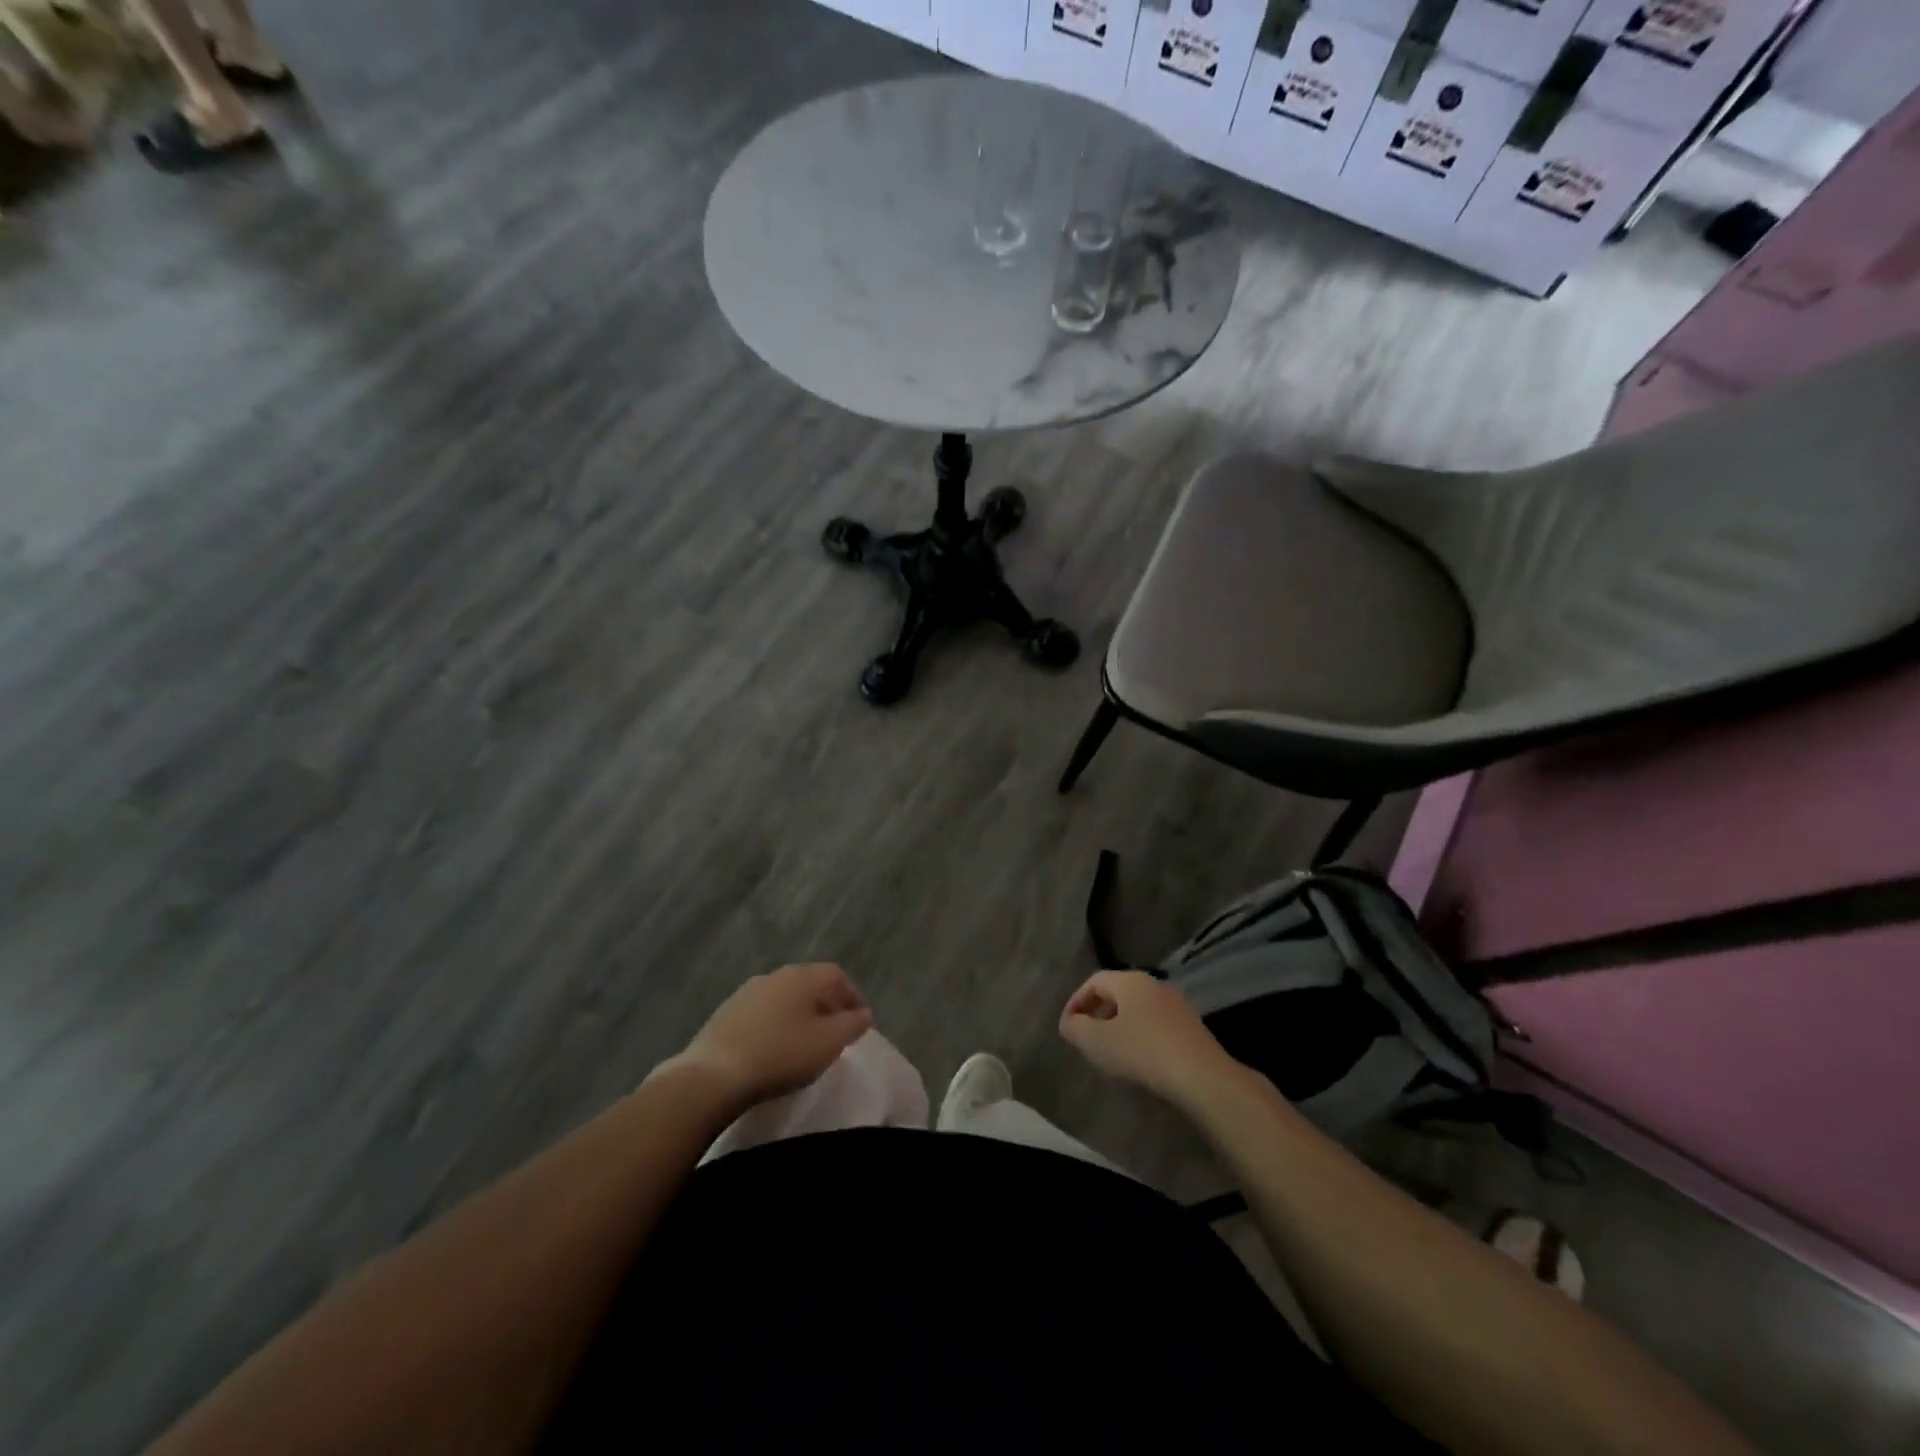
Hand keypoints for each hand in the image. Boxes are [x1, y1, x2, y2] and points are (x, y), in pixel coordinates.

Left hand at [670, 963, 873, 1106]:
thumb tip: (863, 1014)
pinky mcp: (726, 1013)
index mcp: (802, 976)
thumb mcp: (828, 1043)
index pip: (837, 975)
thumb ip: (852, 1025)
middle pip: (810, 984)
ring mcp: (747, 992)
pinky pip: (763, 1013)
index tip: (860, 1022)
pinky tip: (774, 1049)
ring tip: (805, 1044)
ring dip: (800, 1015)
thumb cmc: (781, 1054)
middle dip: (827, 1006)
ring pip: (785, 998)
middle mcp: (775, 975)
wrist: (713, 1075)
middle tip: (836, 1033)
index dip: (853, 996)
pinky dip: (777, 1025)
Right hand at [1059, 970, 1232, 1104]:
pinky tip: (1139, 1062)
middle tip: (1086, 1039)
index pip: (1094, 981)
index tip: (1067, 1026)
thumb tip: (1069, 1022)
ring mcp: (1177, 1006)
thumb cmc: (1142, 1052)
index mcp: (1130, 981)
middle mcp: (1154, 985)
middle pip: (1117, 993)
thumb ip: (1075, 1029)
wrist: (1202, 1078)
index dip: (1076, 1001)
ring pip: (1138, 1010)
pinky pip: (1156, 1026)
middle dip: (1097, 1014)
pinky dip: (1140, 1037)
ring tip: (1110, 1053)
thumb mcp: (1097, 1042)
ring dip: (1119, 1027)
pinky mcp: (1192, 1028)